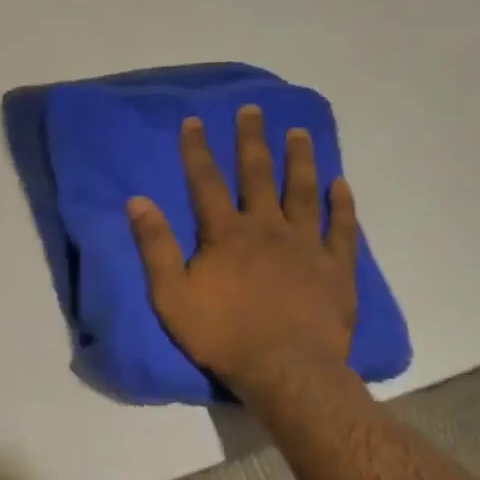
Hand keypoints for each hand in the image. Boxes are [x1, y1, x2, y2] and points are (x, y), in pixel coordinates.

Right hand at [128, 106, 359, 402]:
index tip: (195, 121)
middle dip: (252, 141)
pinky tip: (341, 184)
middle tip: (253, 110)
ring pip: (303, 191)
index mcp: (226, 234)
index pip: (206, 182)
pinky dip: (342, 204)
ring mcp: (307, 244)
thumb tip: (137, 201)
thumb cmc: (222, 335)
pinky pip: (342, 227)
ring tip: (298, 132)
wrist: (285, 369)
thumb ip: (155, 247)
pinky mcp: (336, 266)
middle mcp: (267, 228)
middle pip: (258, 175)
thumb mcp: (171, 295)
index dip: (197, 150)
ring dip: (299, 160)